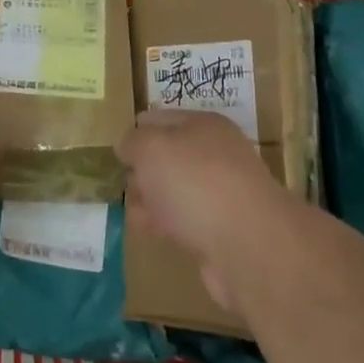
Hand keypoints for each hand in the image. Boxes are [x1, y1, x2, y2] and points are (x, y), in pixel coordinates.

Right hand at [119, 108, 292, 308]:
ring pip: (175, 189)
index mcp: (202, 125)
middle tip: (126, 184)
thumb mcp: (150, 147)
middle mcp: (216, 154)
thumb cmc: (194, 182)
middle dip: (143, 170)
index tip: (116, 151)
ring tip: (136, 212)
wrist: (247, 244)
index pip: (159, 118)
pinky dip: (168, 224)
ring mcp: (222, 193)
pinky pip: (185, 220)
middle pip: (168, 156)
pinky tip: (153, 232)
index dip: (135, 131)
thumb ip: (132, 142)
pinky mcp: (222, 229)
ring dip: (153, 200)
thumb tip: (128, 147)